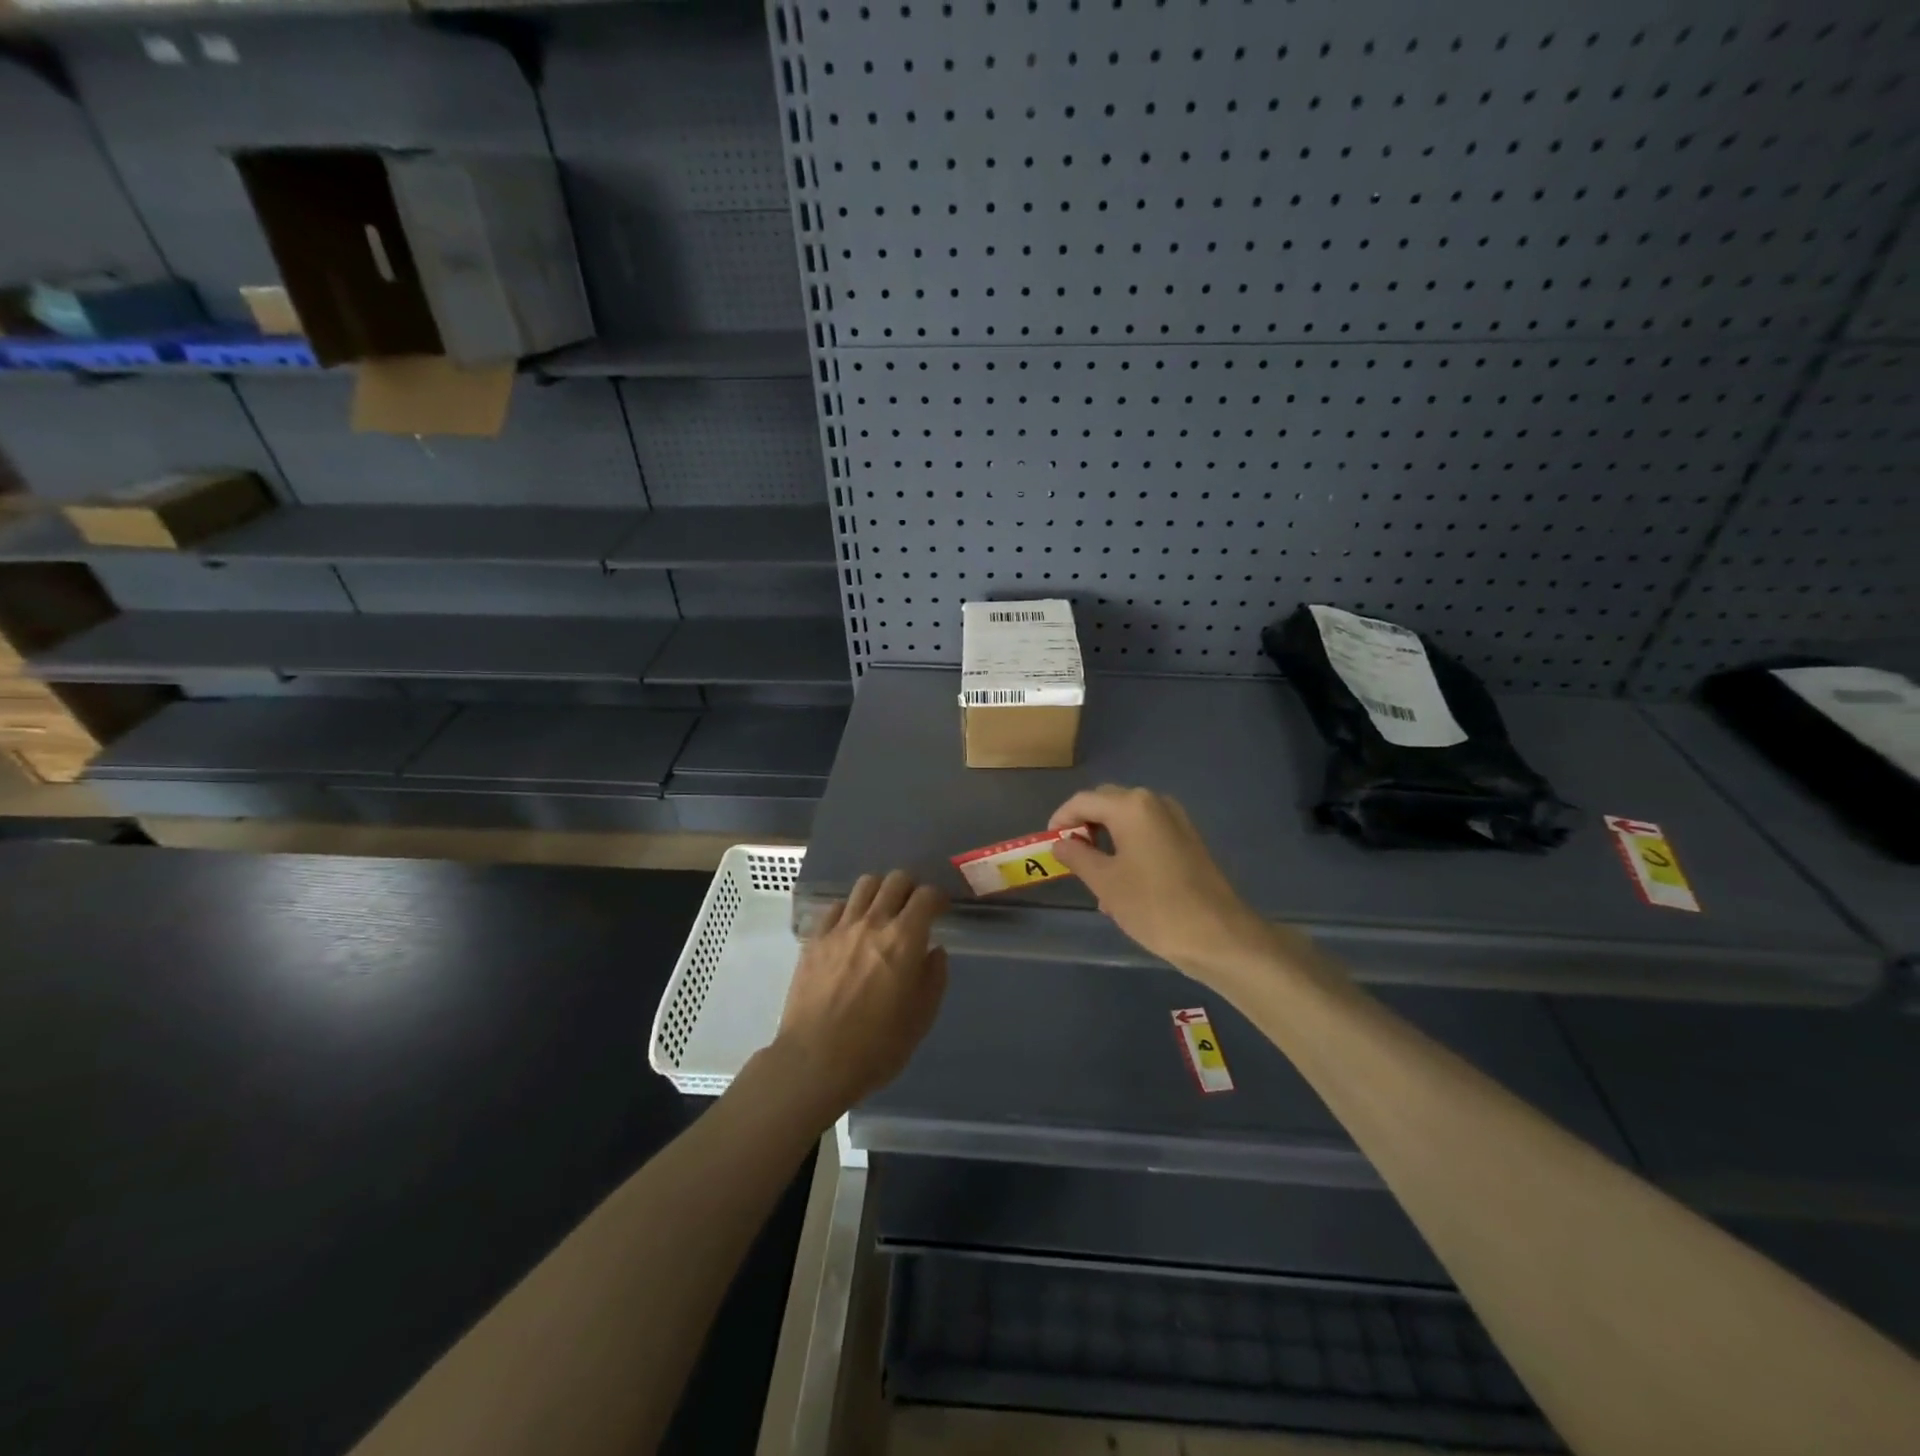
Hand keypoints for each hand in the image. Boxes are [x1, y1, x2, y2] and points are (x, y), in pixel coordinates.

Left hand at [769, 870, 948, 1119]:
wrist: (815, 1061)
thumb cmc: (877, 1046)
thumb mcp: (921, 1018)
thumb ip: (934, 978)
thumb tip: (934, 951)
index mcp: (904, 939)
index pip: (927, 896)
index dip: (938, 898)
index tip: (941, 910)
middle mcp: (873, 922)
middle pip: (896, 880)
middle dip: (910, 888)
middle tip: (913, 909)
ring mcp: (840, 927)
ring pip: (865, 884)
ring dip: (880, 891)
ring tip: (882, 912)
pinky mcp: (815, 938)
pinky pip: (837, 907)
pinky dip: (851, 910)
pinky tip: (852, 930)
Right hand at [1051, 784, 1291, 985]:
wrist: (1219, 935)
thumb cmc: (1154, 906)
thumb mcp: (1105, 882)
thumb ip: (1077, 856)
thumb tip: (1060, 843)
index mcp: (1131, 806)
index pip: (1083, 801)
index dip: (1061, 820)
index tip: (1048, 844)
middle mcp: (1154, 802)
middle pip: (1107, 804)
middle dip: (1084, 826)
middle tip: (1069, 857)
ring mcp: (1175, 820)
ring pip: (1127, 820)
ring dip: (1106, 840)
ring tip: (1093, 877)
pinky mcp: (1188, 839)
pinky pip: (1147, 833)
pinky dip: (1128, 848)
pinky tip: (1122, 883)